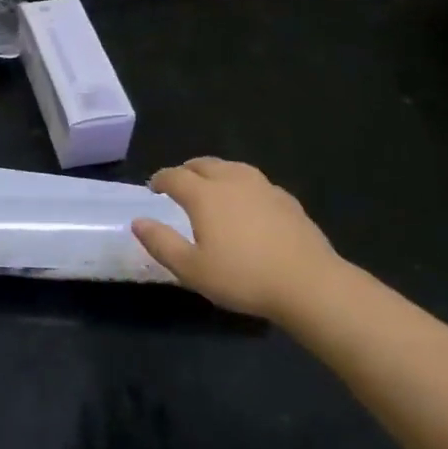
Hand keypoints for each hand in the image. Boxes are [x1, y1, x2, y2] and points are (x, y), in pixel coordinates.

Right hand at [131, 157, 349, 320]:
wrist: (309, 284)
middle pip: (204, 164)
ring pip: (232, 168)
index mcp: (205, 195)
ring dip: (215, 172)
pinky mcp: (287, 199)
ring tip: (211, 187)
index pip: (175, 176)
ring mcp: (263, 187)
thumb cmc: (243, 277)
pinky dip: (241, 185)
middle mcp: (232, 181)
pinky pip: (255, 182)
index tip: (154, 187)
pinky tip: (246, 203)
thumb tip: (138, 222)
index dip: (160, 179)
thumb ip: (161, 243)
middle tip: (179, 184)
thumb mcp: (192, 269)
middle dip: (187, 171)